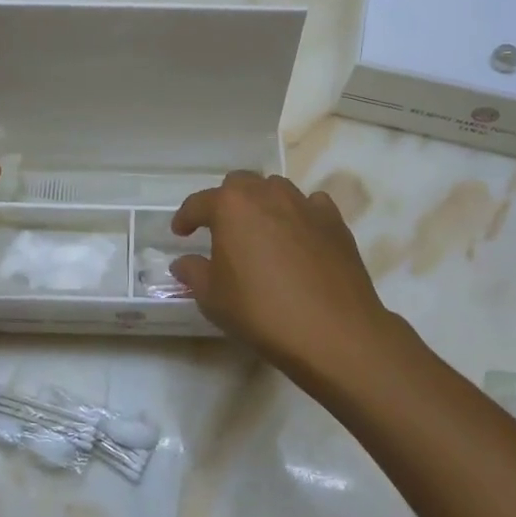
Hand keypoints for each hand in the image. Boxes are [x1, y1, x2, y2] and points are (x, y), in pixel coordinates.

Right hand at [171, 170, 396, 389]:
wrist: (333, 332)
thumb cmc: (261, 311)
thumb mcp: (213, 298)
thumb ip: (193, 273)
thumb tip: (184, 262)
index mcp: (231, 206)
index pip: (199, 203)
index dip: (185, 218)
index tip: (180, 232)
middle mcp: (268, 194)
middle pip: (240, 184)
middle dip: (226, 202)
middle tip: (221, 230)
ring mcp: (305, 204)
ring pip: (276, 190)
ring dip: (263, 204)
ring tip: (260, 232)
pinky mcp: (335, 222)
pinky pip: (311, 206)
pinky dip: (299, 215)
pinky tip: (298, 237)